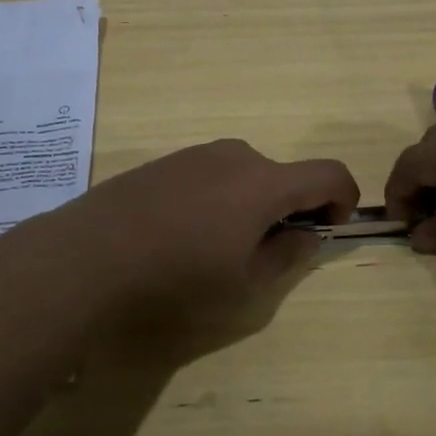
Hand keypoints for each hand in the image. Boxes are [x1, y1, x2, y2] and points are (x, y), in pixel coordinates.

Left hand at [54, 139, 359, 316]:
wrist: (92, 253)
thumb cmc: (179, 274)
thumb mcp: (245, 282)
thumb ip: (288, 255)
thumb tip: (305, 235)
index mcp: (265, 181)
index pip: (330, 173)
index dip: (343, 200)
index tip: (326, 231)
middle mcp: (237, 155)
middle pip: (285, 175)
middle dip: (290, 209)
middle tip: (264, 252)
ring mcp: (198, 153)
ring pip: (248, 175)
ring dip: (253, 204)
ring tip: (218, 246)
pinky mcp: (168, 161)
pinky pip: (213, 174)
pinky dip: (221, 198)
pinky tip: (184, 232)